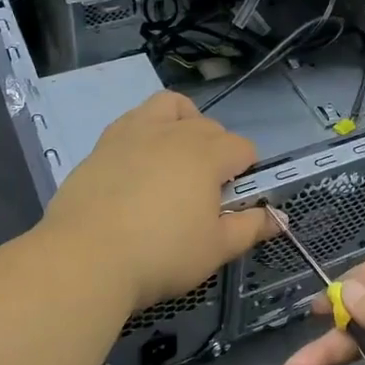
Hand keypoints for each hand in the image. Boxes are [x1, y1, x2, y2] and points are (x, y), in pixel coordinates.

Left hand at [41, 91, 275, 312]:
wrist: (85, 258)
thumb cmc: (161, 254)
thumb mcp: (215, 249)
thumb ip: (250, 228)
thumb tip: (280, 218)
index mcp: (207, 155)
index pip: (242, 148)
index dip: (246, 172)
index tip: (234, 201)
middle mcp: (174, 133)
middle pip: (210, 127)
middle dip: (218, 151)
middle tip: (207, 192)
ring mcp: (134, 133)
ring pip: (170, 106)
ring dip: (183, 121)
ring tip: (177, 155)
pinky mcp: (103, 144)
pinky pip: (133, 120)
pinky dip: (146, 131)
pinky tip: (140, 163)